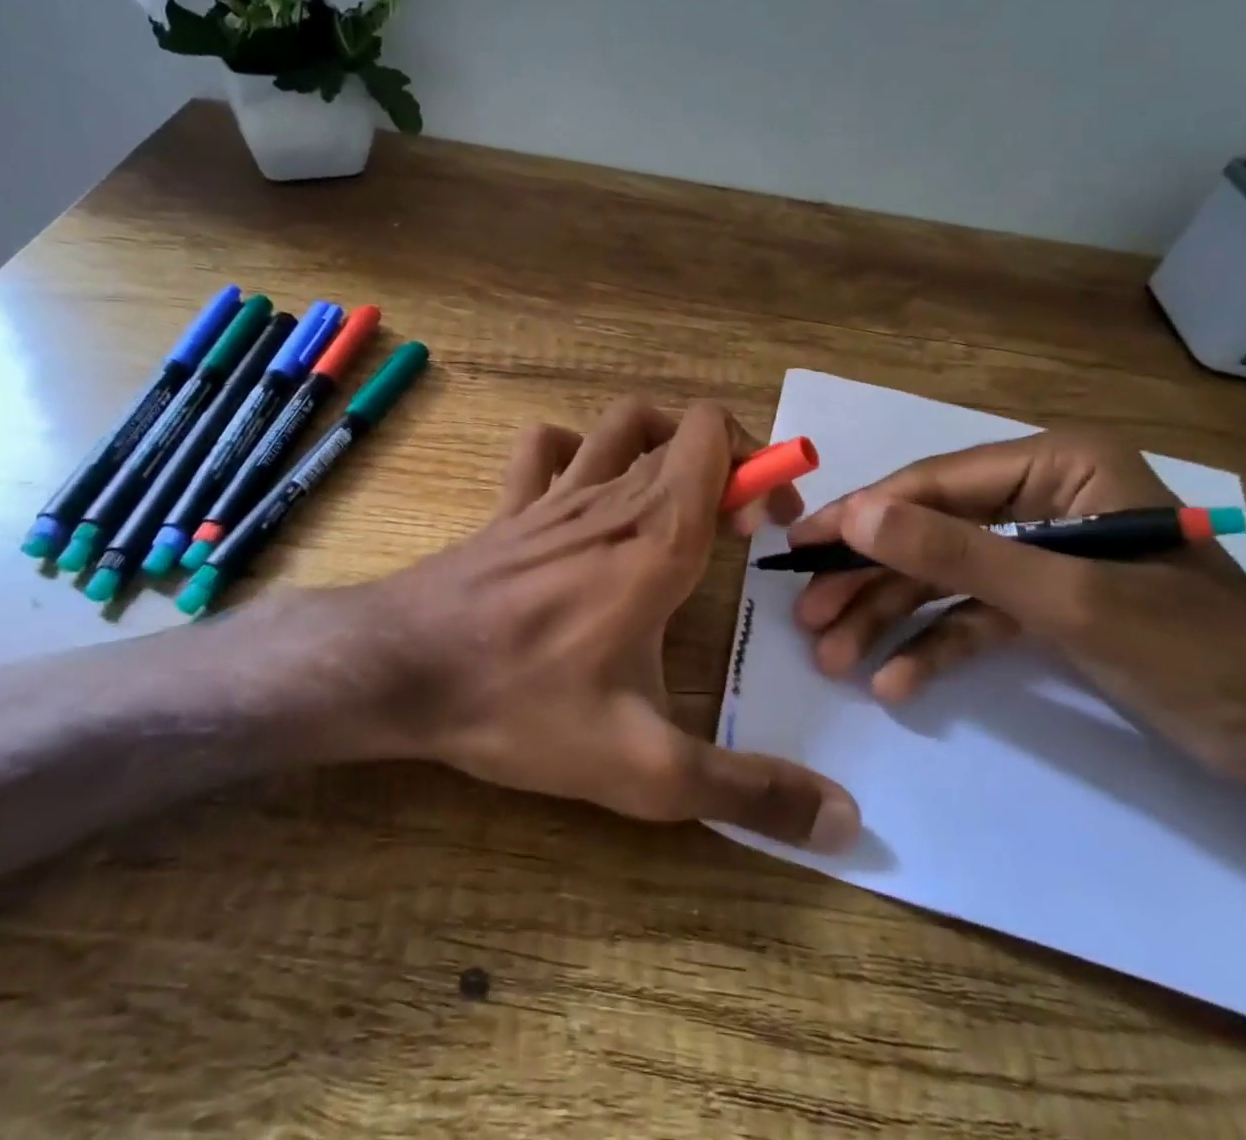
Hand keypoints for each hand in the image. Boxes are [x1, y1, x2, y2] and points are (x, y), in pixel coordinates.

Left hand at [370, 397, 861, 851]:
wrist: (399, 670)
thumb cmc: (521, 705)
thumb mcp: (644, 769)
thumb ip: (747, 791)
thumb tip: (846, 821)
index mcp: (656, 537)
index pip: (714, 438)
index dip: (758, 466)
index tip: (767, 527)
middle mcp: (610, 496)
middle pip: (681, 431)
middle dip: (727, 467)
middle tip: (737, 531)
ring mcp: (553, 493)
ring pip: (619, 425)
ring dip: (660, 444)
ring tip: (675, 498)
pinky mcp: (510, 506)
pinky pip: (544, 447)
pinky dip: (575, 450)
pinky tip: (583, 492)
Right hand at [789, 430, 1245, 787]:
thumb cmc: (1195, 651)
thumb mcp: (1065, 598)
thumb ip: (955, 553)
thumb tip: (855, 516)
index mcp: (1057, 466)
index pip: (934, 484)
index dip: (863, 516)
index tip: (800, 547)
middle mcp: (1042, 497)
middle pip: (930, 533)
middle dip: (869, 580)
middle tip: (808, 617)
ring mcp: (1040, 552)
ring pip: (942, 578)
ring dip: (889, 619)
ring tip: (834, 659)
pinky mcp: (1044, 603)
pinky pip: (973, 616)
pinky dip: (935, 647)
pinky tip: (896, 684)